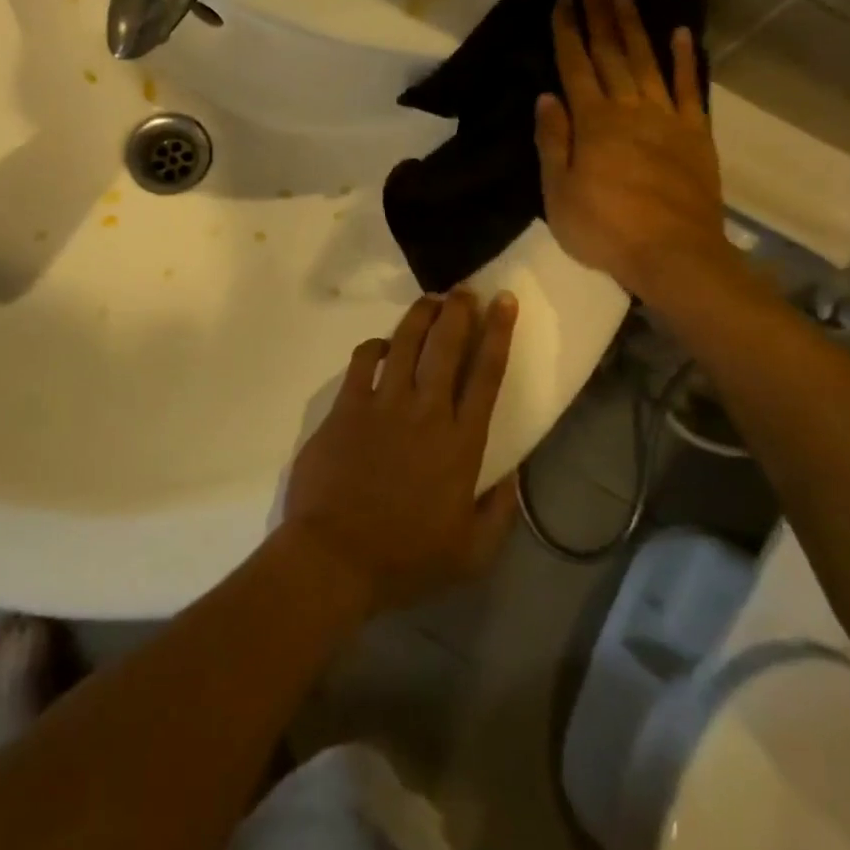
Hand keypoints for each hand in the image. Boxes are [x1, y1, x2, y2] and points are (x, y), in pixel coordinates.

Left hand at [283, 290, 518, 614]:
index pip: (486, 374)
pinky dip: (375, 346)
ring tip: (430, 301)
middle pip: (446, 345)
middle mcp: (426, 411)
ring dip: (420, 316)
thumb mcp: (472, 553)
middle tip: (465, 290)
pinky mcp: (346, 407)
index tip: (504, 302)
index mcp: (461, 443)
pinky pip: (363, 361)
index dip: (498, 333)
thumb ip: (499, 512)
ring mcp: (382, 405)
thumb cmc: (406, 559)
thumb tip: (514, 477)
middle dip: (459, 310)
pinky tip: (382, 345)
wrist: (335, 557)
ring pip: (405, 342)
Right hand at [534, 0, 733, 302]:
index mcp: (593, 123)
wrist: (673, 254)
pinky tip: (681, 34)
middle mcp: (629, 109)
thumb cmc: (604, 230)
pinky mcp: (695, 134)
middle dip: (598, 16)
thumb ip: (554, 143)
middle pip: (611, 55)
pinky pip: (691, 88)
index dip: (567, 33)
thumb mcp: (559, 194)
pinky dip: (686, 59)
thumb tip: (546, 97)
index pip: (576, 68)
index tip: (561, 1)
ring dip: (634, 28)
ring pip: (648, 62)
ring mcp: (667, 119)